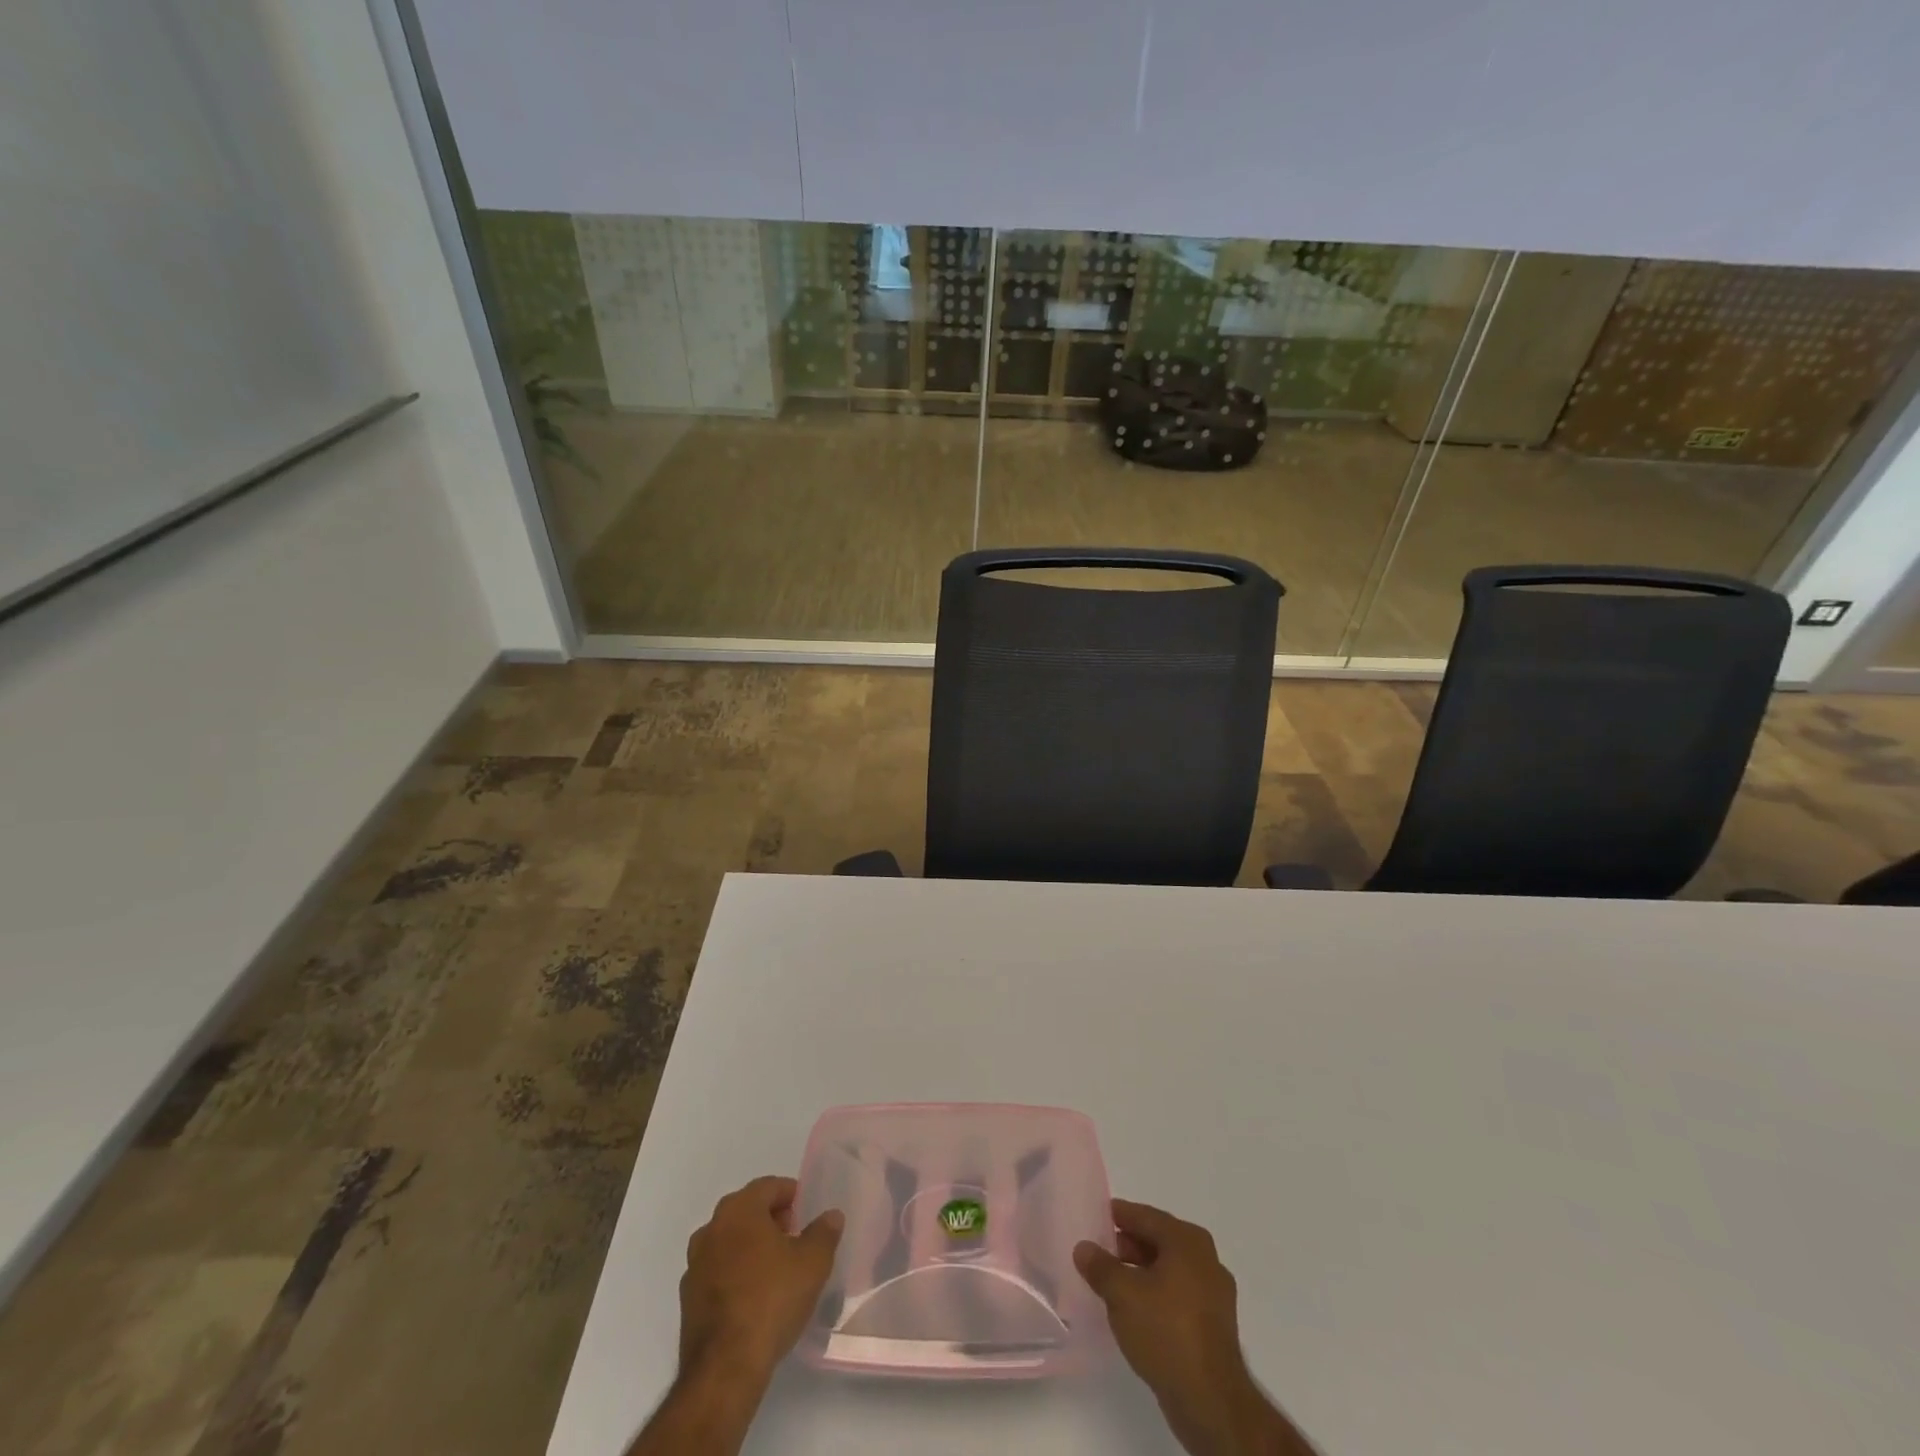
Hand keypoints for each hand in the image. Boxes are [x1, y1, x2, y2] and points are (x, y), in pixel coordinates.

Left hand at [678, 1174, 843, 1385]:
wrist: (724, 1368)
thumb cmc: (772, 1300)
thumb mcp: (813, 1262)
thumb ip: (824, 1232)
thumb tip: (831, 1216)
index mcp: (739, 1210)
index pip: (768, 1186)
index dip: (790, 1195)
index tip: (806, 1212)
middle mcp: (711, 1229)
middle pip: (746, 1211)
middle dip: (771, 1219)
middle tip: (795, 1237)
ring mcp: (695, 1265)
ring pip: (729, 1241)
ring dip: (751, 1246)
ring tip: (776, 1268)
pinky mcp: (688, 1300)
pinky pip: (717, 1272)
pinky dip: (735, 1273)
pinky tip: (754, 1296)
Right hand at [1075, 1200, 1311, 1455]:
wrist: (1211, 1401)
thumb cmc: (1165, 1331)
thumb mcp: (1121, 1294)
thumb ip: (1100, 1266)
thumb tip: (1084, 1248)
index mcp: (1187, 1241)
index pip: (1147, 1217)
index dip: (1121, 1215)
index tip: (1099, 1215)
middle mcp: (1206, 1259)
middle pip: (1160, 1241)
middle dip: (1130, 1245)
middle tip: (1102, 1250)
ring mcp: (1214, 1294)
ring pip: (1170, 1270)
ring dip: (1143, 1271)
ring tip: (1114, 1282)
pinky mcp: (1214, 1325)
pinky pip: (1179, 1295)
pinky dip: (1157, 1294)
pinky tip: (1137, 1310)